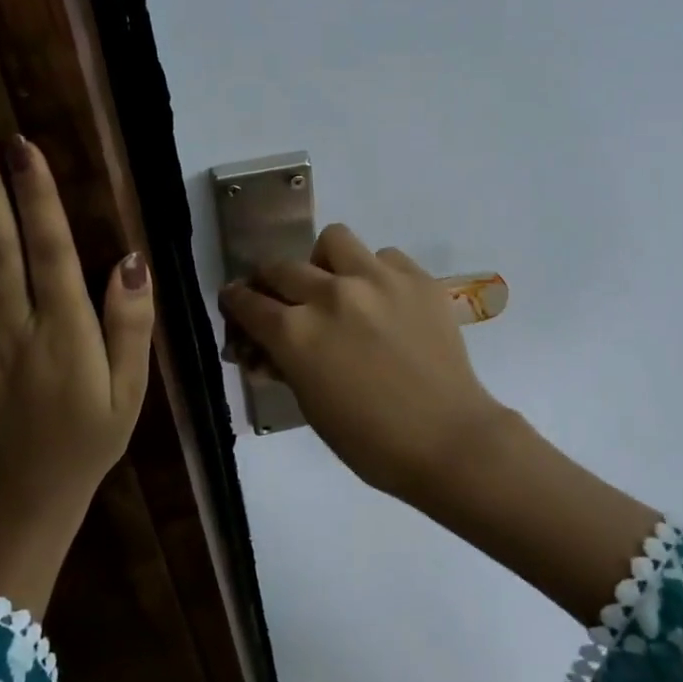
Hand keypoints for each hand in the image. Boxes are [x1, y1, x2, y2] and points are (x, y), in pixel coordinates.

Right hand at [218, 224, 506, 494]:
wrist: (447, 439)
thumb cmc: (370, 441)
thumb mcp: (311, 405)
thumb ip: (286, 364)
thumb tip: (267, 347)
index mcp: (297, 333)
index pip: (250, 303)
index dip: (236, 300)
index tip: (236, 299)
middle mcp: (331, 294)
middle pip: (283, 267)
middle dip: (272, 281)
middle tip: (282, 296)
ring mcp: (377, 280)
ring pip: (334, 240)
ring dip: (325, 262)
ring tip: (337, 285)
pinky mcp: (416, 278)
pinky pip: (383, 256)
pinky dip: (374, 272)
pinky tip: (384, 300)